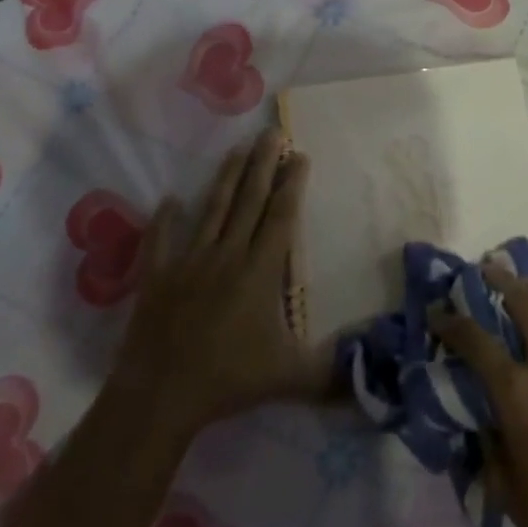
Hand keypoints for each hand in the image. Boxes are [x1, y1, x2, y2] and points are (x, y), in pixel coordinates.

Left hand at [107, 129, 330, 444]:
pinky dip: (165, 219)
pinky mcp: (158, 276)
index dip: (291, 184)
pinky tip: (169, 199)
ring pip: (212, 209)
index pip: (281, 216)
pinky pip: (161, 240)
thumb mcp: (289, 377)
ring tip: (236, 148)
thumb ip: (330, 372)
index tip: (299, 154)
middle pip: (249, 200)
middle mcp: (227, 255)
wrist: (161, 394)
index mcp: (260, 271)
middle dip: (263, 164)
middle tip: (271, 132)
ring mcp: (189, 261)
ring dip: (226, 177)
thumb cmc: (229, 380)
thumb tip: (370, 372)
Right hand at [434, 266, 527, 526]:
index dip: (452, 322)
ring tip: (526, 288)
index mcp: (518, 392)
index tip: (438, 313)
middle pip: (525, 303)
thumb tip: (486, 418)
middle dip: (502, 281)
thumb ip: (489, 444)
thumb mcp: (506, 490)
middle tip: (489, 270)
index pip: (475, 340)